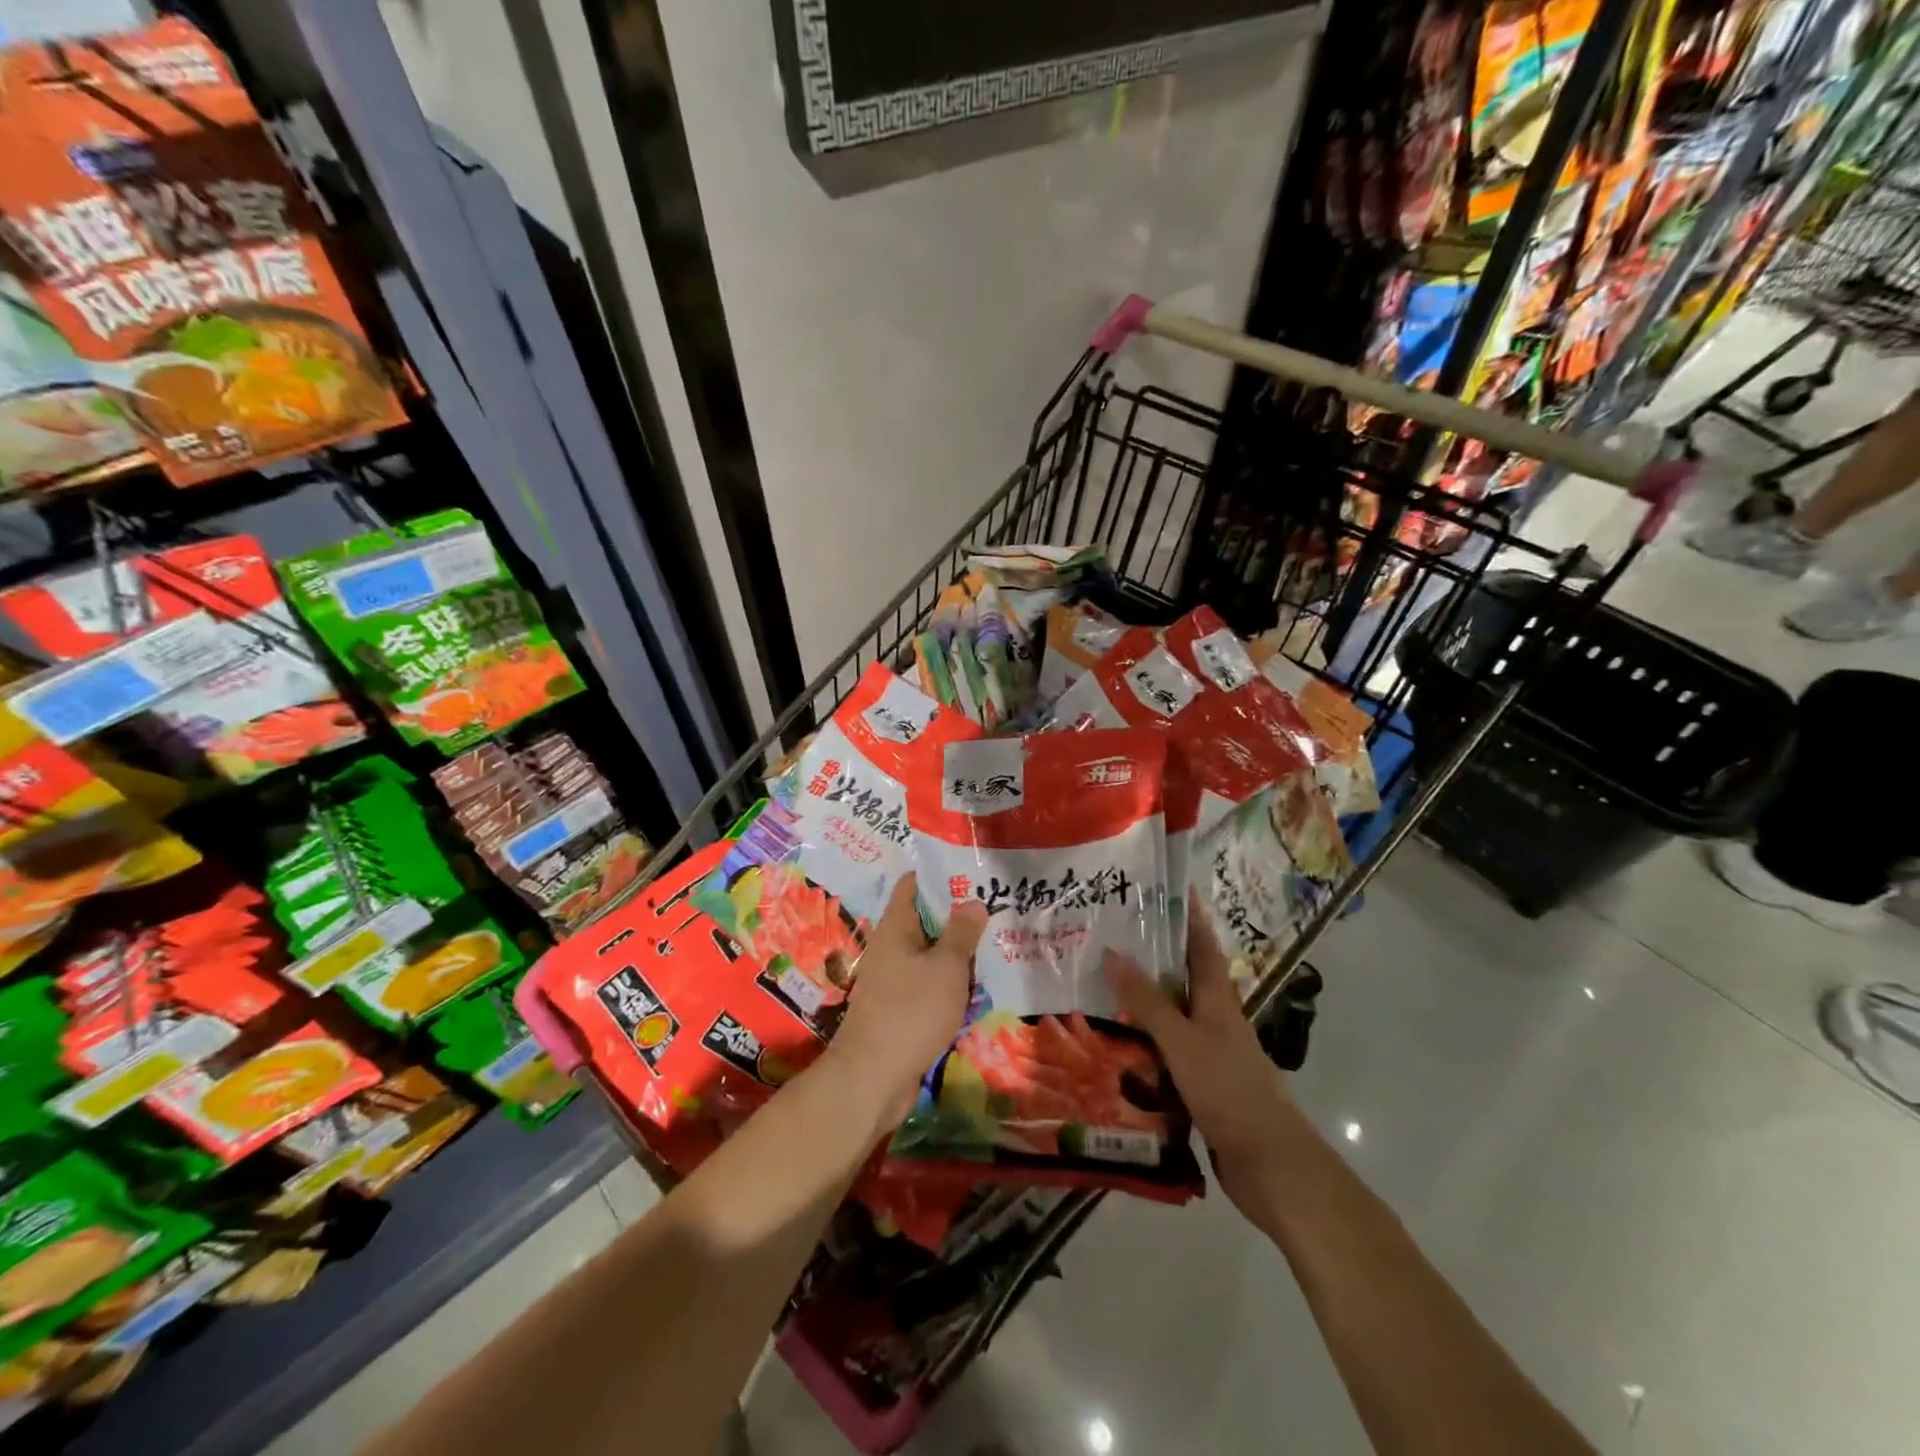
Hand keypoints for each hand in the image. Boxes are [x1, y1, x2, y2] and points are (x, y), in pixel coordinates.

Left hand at [826, 874, 986, 1129]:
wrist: (874, 1076)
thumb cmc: (911, 1010)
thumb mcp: (946, 967)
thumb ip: (961, 932)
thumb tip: (973, 901)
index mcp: (896, 926)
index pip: (913, 884)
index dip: (940, 874)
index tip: (972, 872)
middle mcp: (891, 947)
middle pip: (925, 920)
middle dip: (958, 916)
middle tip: (996, 909)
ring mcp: (894, 979)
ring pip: (930, 955)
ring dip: (957, 953)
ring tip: (995, 945)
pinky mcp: (900, 1007)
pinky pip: (929, 984)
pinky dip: (950, 982)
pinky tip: (977, 987)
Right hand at [1104, 903, 1302, 1223]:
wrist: (1271, 1164)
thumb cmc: (1229, 1090)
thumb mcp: (1182, 1041)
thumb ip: (1147, 1001)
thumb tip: (1112, 952)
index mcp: (1217, 1000)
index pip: (1201, 944)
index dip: (1187, 915)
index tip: (1167, 887)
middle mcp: (1214, 1019)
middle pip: (1181, 978)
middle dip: (1151, 956)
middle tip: (1108, 936)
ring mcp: (1209, 1054)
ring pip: (1169, 1017)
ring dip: (1140, 1002)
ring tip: (1097, 986)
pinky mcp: (1200, 1085)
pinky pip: (1164, 1053)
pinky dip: (1142, 1043)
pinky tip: (1113, 1046)